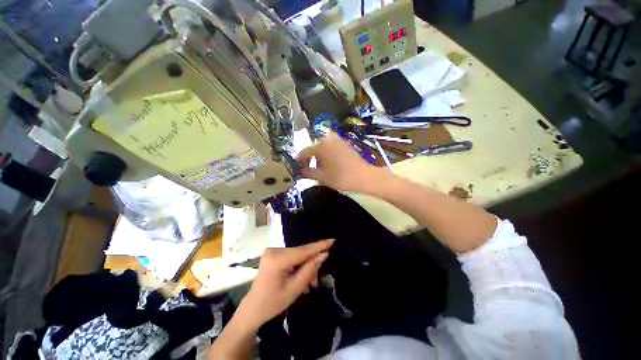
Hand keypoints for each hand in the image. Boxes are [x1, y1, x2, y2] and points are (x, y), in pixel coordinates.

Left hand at [235, 239, 333, 329]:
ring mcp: (272, 251)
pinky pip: (292, 256)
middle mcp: (274, 250)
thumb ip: (310, 269)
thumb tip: (323, 254)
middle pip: (301, 253)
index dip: (319, 245)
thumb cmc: (273, 303)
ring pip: (298, 255)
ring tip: (309, 283)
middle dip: (311, 263)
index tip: (333, 240)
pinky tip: (301, 276)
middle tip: (316, 281)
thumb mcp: (295, 289)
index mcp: (277, 259)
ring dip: (306, 266)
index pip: (303, 250)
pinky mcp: (273, 253)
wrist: (253, 309)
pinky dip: (299, 265)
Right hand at [297, 136, 386, 192]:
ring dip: (318, 159)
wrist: (364, 177)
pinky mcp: (344, 144)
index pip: (303, 152)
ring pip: (322, 150)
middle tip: (308, 172)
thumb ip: (307, 172)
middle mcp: (328, 139)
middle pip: (313, 150)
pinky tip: (329, 166)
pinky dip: (326, 157)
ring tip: (319, 171)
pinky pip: (330, 149)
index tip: (296, 170)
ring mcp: (337, 140)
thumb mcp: (321, 176)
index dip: (298, 162)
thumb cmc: (341, 177)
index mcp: (321, 145)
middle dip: (309, 161)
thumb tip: (298, 171)